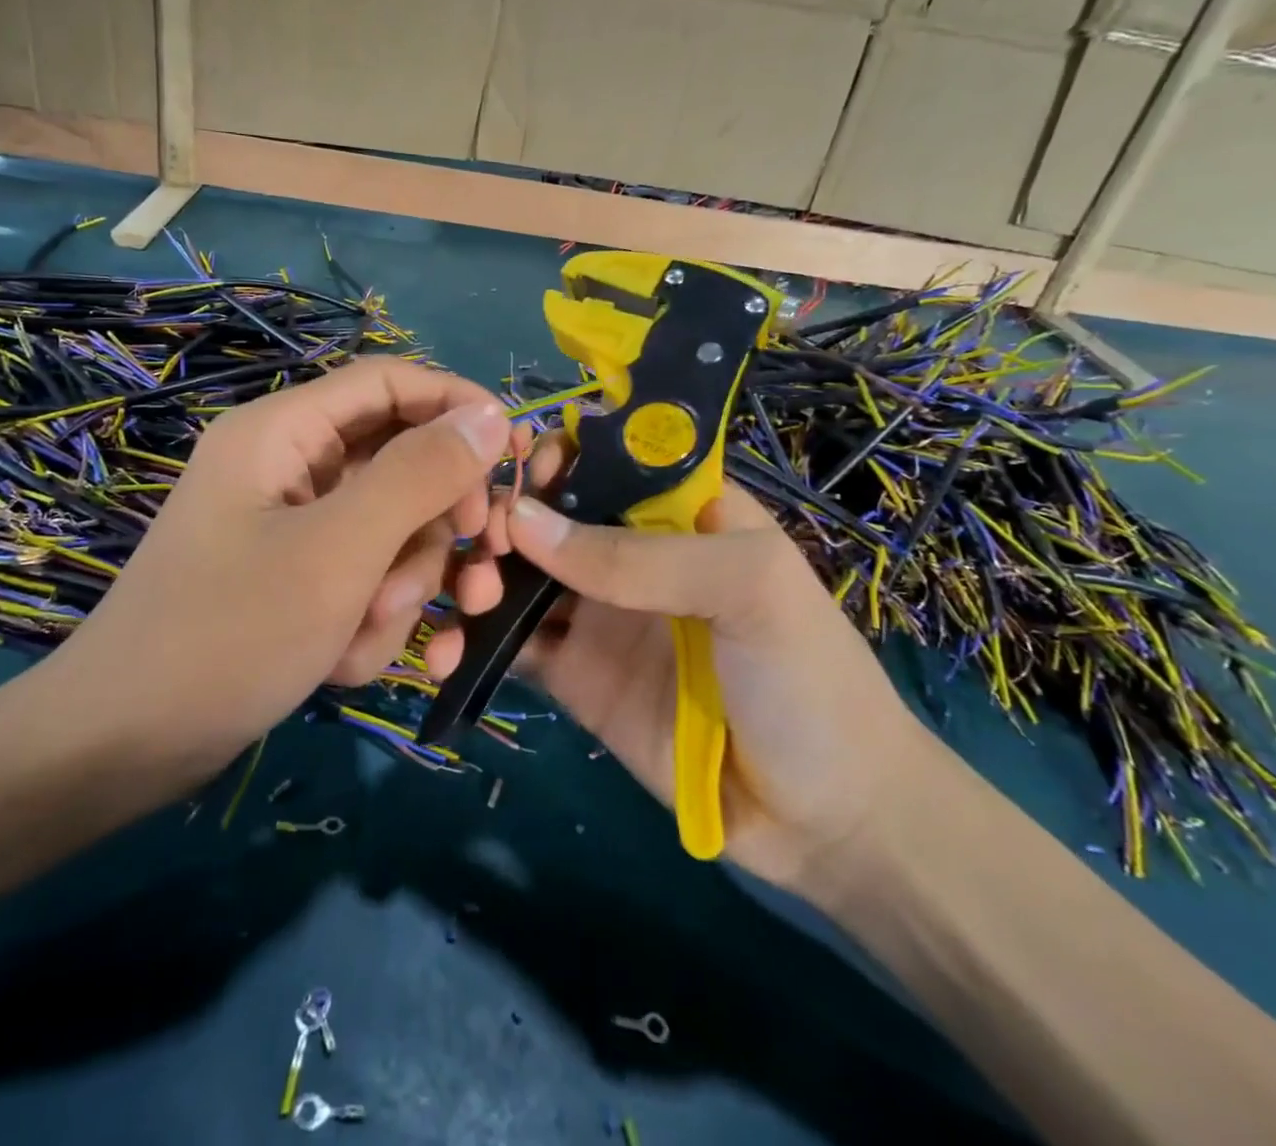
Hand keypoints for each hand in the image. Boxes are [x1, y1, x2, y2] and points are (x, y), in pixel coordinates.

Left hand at [27, 358, 513, 785]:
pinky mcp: (295, 578)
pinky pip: (363, 577)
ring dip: (400, 586)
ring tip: (367, 633)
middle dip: (432, 526)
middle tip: (472, 574)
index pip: (391, 384)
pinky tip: (338, 661)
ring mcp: (292, 526)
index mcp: (284, 432)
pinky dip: (367, 619)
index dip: (458, 406)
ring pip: (389, 531)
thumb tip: (491, 414)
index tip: (515, 455)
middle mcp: (289, 467)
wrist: (125, 749)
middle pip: (400, 463)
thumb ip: (420, 475)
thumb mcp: (339, 550)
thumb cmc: (230, 634)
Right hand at [498, 440, 937, 895]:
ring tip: (472, 596)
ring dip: (481, 572)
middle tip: (485, 540)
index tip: (523, 469)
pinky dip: (475, 638)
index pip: (607, 458)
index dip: (561, 453)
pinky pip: (512, 643)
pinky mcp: (572, 675)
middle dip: (506, 514)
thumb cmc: (807, 679)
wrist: (826, 822)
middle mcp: (630, 553)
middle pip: (549, 512)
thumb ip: (639, 556)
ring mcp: (596, 615)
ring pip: (519, 573)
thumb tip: (522, 520)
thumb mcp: (747, 589)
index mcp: (680, 511)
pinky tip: (449, 645)